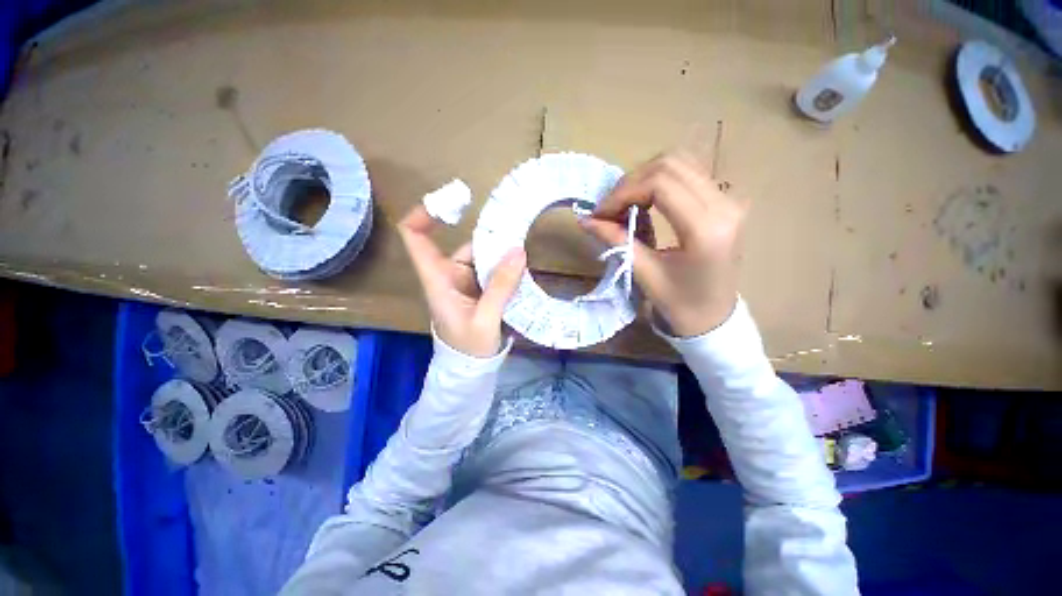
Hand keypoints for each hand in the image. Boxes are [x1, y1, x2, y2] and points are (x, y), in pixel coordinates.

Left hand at [398, 205, 526, 356]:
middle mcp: (448, 275)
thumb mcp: (485, 320)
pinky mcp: (478, 288)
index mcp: (437, 280)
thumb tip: (518, 251)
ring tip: (523, 252)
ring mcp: (464, 281)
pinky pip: (491, 269)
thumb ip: (500, 287)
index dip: (424, 214)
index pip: (415, 238)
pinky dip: (504, 267)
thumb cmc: (469, 348)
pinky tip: (520, 268)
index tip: (452, 201)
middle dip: (487, 238)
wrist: (471, 367)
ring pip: (481, 257)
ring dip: (500, 254)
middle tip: (516, 231)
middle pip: (462, 244)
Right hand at [581, 151, 746, 336]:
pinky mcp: (724, 201)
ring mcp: (728, 199)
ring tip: (623, 205)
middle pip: (669, 165)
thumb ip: (616, 241)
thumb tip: (585, 220)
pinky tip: (644, 202)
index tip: (601, 213)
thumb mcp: (644, 274)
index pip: (660, 184)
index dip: (623, 192)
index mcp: (706, 228)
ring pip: (679, 163)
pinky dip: (658, 182)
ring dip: (643, 179)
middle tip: (609, 209)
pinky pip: (687, 174)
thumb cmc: (680, 304)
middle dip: (630, 183)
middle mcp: (724, 205)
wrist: (715, 317)